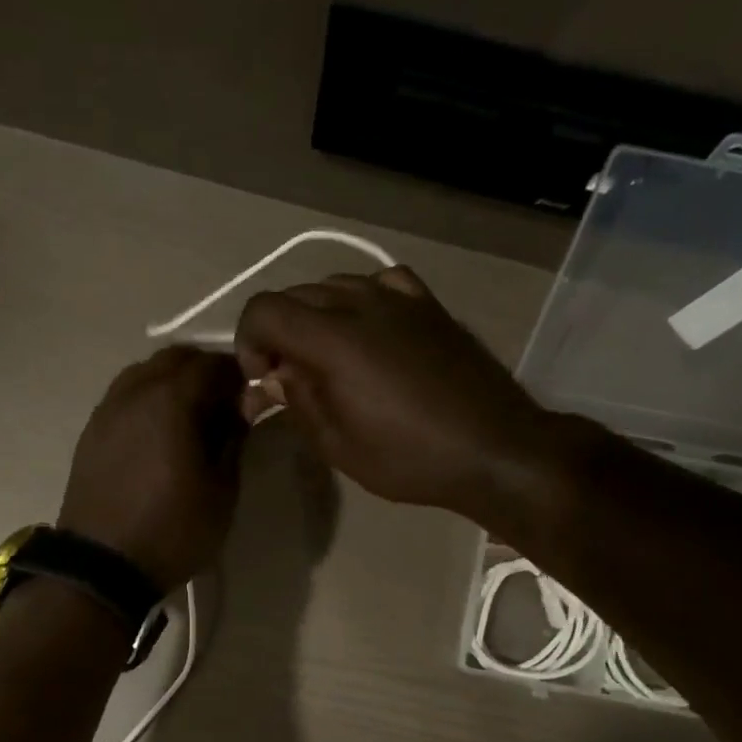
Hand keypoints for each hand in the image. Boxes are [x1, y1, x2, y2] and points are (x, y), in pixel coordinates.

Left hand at [58, 346, 247, 592]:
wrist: (101, 567)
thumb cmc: (172, 531)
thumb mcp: (221, 491)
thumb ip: (234, 438)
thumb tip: (245, 404)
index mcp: (171, 401)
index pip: (213, 364)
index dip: (239, 374)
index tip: (253, 396)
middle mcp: (134, 392)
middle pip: (175, 358)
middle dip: (206, 371)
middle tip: (226, 404)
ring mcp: (107, 409)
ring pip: (145, 372)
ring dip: (173, 381)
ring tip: (193, 417)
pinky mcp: (92, 431)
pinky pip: (125, 395)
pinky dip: (148, 398)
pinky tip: (160, 431)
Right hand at [234, 267, 554, 523]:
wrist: (493, 449)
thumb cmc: (409, 458)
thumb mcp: (338, 445)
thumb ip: (298, 401)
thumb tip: (275, 376)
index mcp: (332, 338)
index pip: (264, 310)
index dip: (248, 343)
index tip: (262, 382)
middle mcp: (361, 303)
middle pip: (295, 295)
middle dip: (278, 334)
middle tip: (288, 379)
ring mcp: (400, 298)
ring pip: (335, 285)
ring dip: (316, 317)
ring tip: (327, 359)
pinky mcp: (430, 305)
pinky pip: (381, 283)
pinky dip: (361, 302)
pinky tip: (370, 331)